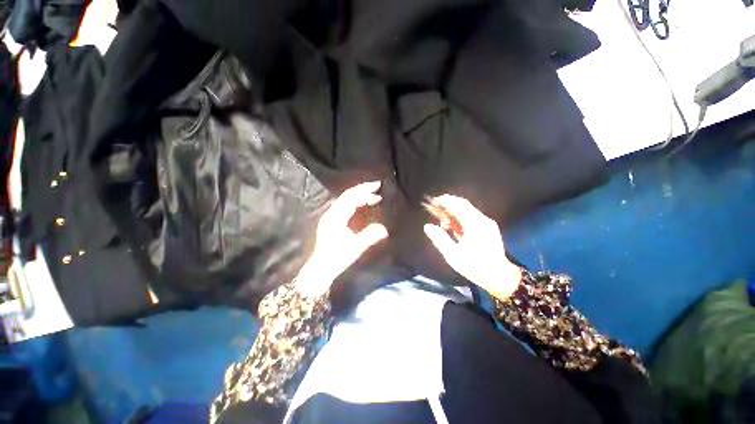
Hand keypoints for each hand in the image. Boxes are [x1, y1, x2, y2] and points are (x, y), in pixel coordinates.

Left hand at [296, 181, 388, 296]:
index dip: (364, 190)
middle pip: (347, 195)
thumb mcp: (355, 248)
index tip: (378, 186)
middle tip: (378, 188)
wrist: (320, 269)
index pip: (351, 197)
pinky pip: (345, 206)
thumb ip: (369, 236)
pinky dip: (356, 203)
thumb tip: (384, 229)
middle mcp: (331, 213)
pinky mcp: (332, 222)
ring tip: (374, 196)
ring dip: (360, 196)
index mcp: (335, 217)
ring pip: (346, 200)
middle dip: (363, 190)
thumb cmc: (336, 259)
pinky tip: (363, 205)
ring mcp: (330, 217)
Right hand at [423, 195, 521, 300]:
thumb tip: (428, 226)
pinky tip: (452, 226)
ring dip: (453, 211)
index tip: (432, 202)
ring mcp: (487, 223)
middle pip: (463, 204)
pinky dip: (460, 218)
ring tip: (441, 219)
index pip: (458, 204)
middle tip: (434, 208)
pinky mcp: (488, 228)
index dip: (444, 201)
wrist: (500, 277)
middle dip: (448, 204)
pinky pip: (471, 217)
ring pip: (467, 210)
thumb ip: (439, 238)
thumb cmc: (475, 267)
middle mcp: (482, 219)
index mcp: (475, 224)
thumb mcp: (453, 255)